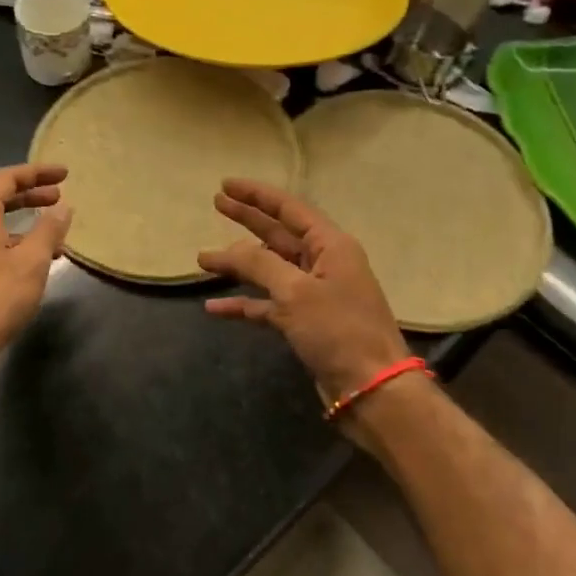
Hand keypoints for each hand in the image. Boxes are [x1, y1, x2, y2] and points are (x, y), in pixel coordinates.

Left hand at [0, 164, 72, 361]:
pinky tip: (32, 266)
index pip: (6, 179)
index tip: (64, 174)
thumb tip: (62, 208)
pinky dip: (12, 245)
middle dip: (31, 196)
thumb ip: (48, 230)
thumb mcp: (31, 262)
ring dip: (24, 226)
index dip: (36, 173)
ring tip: (55, 239)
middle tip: (60, 198)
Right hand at [199, 179, 413, 417]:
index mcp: (331, 246)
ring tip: (204, 259)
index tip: (226, 185)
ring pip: (270, 270)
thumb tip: (229, 249)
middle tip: (216, 204)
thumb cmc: (339, 331)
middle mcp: (324, 264)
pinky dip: (244, 304)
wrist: (371, 390)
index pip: (290, 209)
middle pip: (278, 234)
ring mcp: (315, 294)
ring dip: (239, 265)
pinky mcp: (307, 323)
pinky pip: (269, 305)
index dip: (257, 195)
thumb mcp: (295, 291)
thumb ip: (259, 263)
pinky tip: (215, 308)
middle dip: (247, 220)